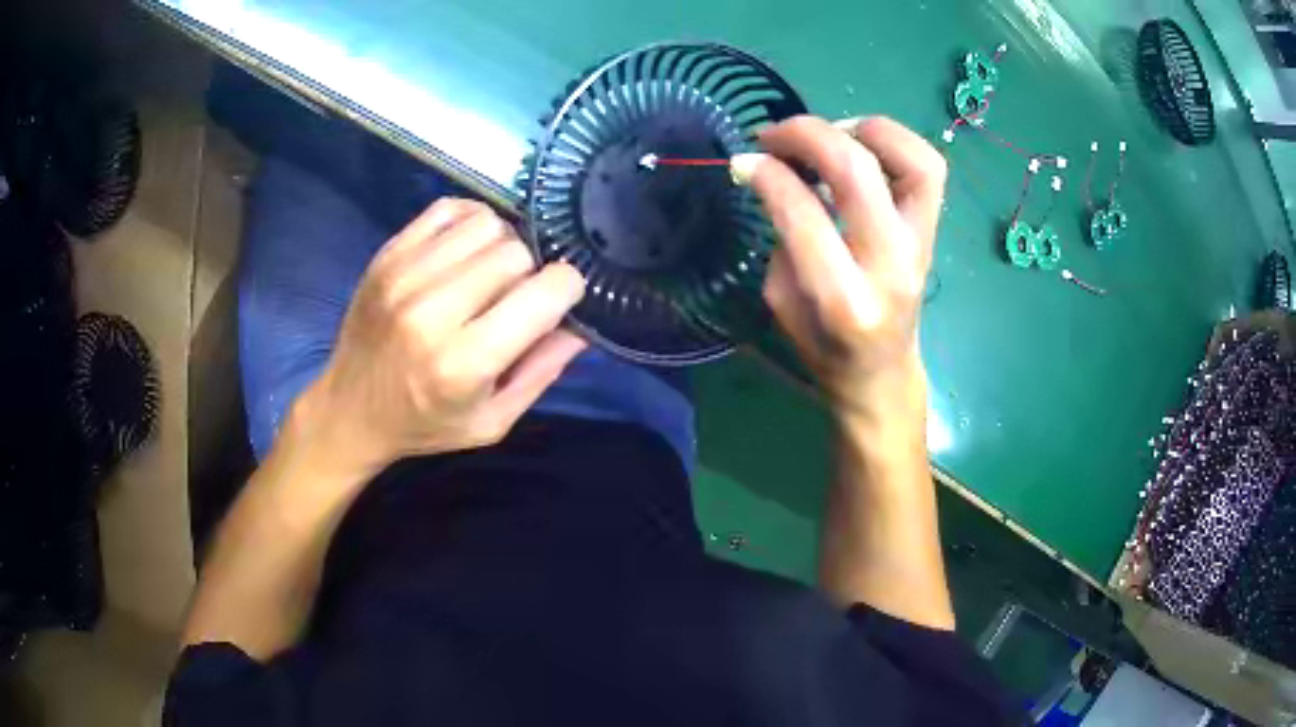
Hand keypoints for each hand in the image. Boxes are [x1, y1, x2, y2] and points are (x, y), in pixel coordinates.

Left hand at [291, 199, 586, 477]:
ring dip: (499, 246)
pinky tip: (463, 252)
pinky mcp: (387, 255)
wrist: (349, 410)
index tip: (559, 300)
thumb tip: (580, 323)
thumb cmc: (425, 423)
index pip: (544, 292)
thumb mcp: (492, 422)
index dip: (566, 290)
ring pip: (486, 224)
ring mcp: (404, 276)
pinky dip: (468, 223)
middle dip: (529, 272)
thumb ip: (542, 372)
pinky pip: (449, 209)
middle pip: (516, 253)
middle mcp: (433, 311)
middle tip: (514, 297)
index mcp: (465, 362)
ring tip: (486, 274)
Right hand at [733, 116, 945, 420]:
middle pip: (857, 170)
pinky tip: (859, 145)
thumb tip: (776, 170)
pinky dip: (893, 140)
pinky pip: (926, 166)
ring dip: (861, 128)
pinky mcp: (932, 230)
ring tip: (827, 135)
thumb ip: (781, 235)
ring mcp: (920, 244)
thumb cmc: (823, 347)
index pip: (803, 212)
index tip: (744, 159)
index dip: (767, 171)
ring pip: (910, 159)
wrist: (881, 372)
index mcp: (843, 299)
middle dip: (806, 134)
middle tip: (775, 134)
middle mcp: (890, 265)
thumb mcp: (781, 301)